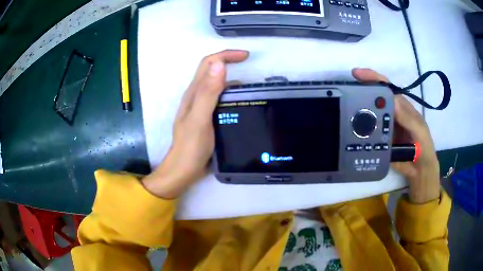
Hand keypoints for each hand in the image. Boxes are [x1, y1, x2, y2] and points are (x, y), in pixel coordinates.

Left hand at [142, 50, 249, 198]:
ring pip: (217, 85)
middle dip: (230, 62)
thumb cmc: (191, 146)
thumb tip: (219, 65)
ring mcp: (202, 107)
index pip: (208, 64)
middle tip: (250, 66)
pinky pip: (220, 99)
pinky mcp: (207, 117)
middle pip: (212, 70)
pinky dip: (232, 95)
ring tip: (251, 87)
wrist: (184, 169)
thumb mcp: (199, 119)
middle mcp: (197, 96)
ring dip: (232, 79)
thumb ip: (208, 93)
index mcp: (194, 93)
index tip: (246, 57)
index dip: (226, 55)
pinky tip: (242, 103)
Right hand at [352, 68, 440, 203]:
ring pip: (368, 115)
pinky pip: (367, 132)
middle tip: (345, 94)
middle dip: (359, 92)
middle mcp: (391, 113)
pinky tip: (350, 132)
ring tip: (343, 112)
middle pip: (373, 99)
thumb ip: (408, 118)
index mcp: (401, 106)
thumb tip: (392, 101)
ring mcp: (384, 127)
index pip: (385, 87)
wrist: (419, 169)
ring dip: (357, 112)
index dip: (372, 77)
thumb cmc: (424, 147)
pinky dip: (359, 131)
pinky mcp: (379, 140)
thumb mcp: (419, 131)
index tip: (356, 74)